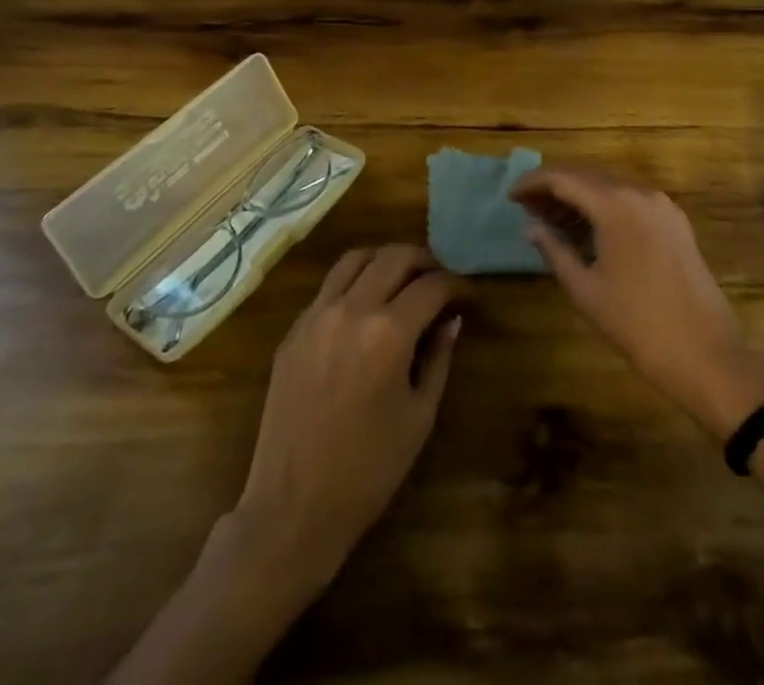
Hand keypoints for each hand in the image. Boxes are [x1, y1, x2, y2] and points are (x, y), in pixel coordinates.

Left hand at [233, 244, 461, 586]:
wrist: (294, 506)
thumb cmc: (368, 470)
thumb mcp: (419, 416)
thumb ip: (438, 358)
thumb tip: (452, 320)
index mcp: (388, 333)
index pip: (431, 286)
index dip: (457, 285)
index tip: (470, 295)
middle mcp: (351, 309)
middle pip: (394, 256)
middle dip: (425, 261)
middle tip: (441, 279)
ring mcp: (316, 315)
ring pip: (356, 258)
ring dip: (386, 259)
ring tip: (403, 278)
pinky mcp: (294, 329)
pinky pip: (329, 286)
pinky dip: (354, 281)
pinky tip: (366, 305)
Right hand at [512, 168, 763, 437]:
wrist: (708, 357)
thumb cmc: (638, 325)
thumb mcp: (586, 290)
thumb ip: (554, 251)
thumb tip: (531, 227)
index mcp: (615, 204)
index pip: (563, 178)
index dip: (532, 183)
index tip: (511, 196)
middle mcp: (640, 192)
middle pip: (587, 175)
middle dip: (554, 187)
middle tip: (528, 207)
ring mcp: (662, 205)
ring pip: (609, 185)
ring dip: (579, 195)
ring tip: (552, 219)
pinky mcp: (675, 222)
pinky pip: (630, 199)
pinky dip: (604, 205)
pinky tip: (589, 228)